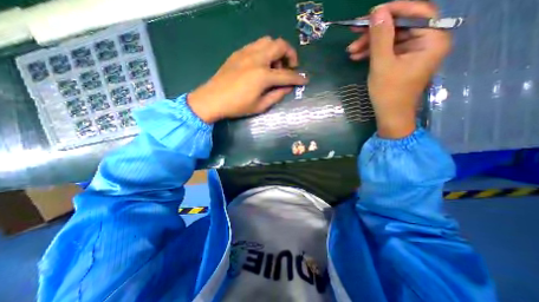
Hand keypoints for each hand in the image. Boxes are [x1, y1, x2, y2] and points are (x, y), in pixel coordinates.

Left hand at [188, 35, 307, 122]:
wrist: (212, 99)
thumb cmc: (237, 106)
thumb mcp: (260, 106)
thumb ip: (276, 95)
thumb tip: (288, 88)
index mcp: (263, 75)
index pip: (287, 75)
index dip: (298, 78)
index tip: (305, 80)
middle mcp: (257, 59)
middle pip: (280, 45)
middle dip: (290, 55)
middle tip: (290, 67)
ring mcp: (246, 53)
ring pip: (268, 40)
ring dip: (277, 51)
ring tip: (275, 65)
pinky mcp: (238, 53)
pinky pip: (257, 45)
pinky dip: (265, 51)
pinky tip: (262, 63)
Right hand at [345, 1, 450, 137]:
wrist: (390, 115)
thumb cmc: (388, 93)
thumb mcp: (382, 64)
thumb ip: (381, 37)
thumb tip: (377, 12)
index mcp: (432, 40)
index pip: (417, 13)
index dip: (394, 10)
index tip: (370, 14)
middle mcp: (427, 42)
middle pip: (400, 27)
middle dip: (375, 32)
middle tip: (354, 36)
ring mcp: (414, 52)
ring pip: (391, 39)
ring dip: (370, 44)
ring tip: (351, 51)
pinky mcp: (403, 61)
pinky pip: (388, 50)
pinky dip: (373, 52)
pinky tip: (357, 56)